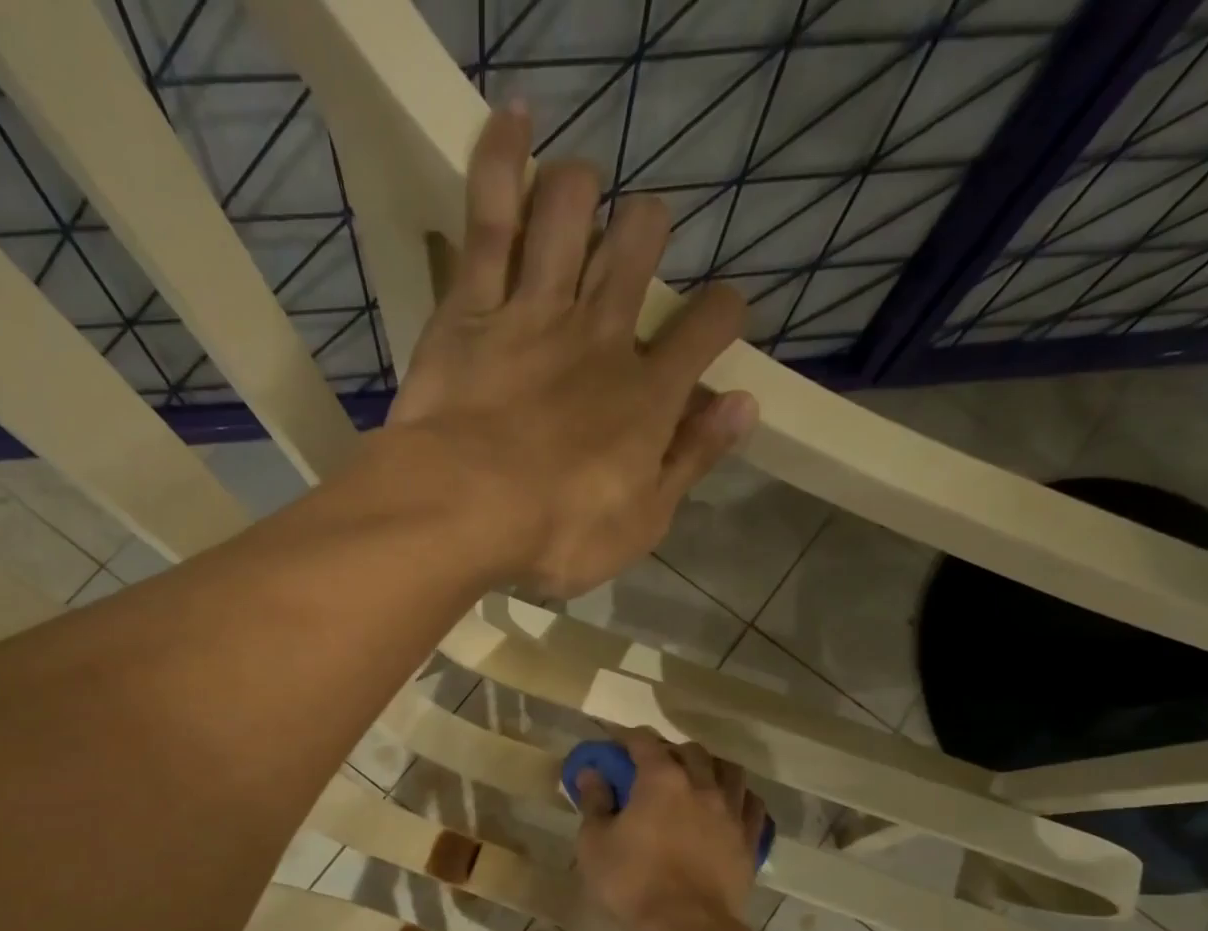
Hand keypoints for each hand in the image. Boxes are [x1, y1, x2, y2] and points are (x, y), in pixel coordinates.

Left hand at [389, 103, 756, 596]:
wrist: (463, 512)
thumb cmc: (558, 535)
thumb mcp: (642, 522)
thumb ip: (692, 461)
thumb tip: (744, 407)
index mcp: (647, 396)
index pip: (706, 331)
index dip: (725, 314)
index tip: (724, 313)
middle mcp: (601, 336)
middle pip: (639, 249)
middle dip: (648, 232)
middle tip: (642, 239)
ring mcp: (536, 311)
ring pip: (572, 213)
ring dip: (583, 190)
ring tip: (582, 190)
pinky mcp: (472, 307)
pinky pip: (491, 217)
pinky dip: (503, 159)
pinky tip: (515, 118)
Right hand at [574, 730, 767, 930]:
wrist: (689, 928)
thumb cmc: (633, 883)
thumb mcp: (595, 843)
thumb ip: (594, 802)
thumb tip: (591, 773)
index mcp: (661, 780)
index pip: (645, 742)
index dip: (629, 739)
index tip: (617, 744)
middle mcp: (701, 785)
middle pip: (691, 751)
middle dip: (671, 751)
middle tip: (655, 766)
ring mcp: (731, 811)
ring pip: (729, 770)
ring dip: (710, 767)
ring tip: (697, 780)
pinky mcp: (750, 838)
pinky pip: (752, 804)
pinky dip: (739, 797)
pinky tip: (729, 806)